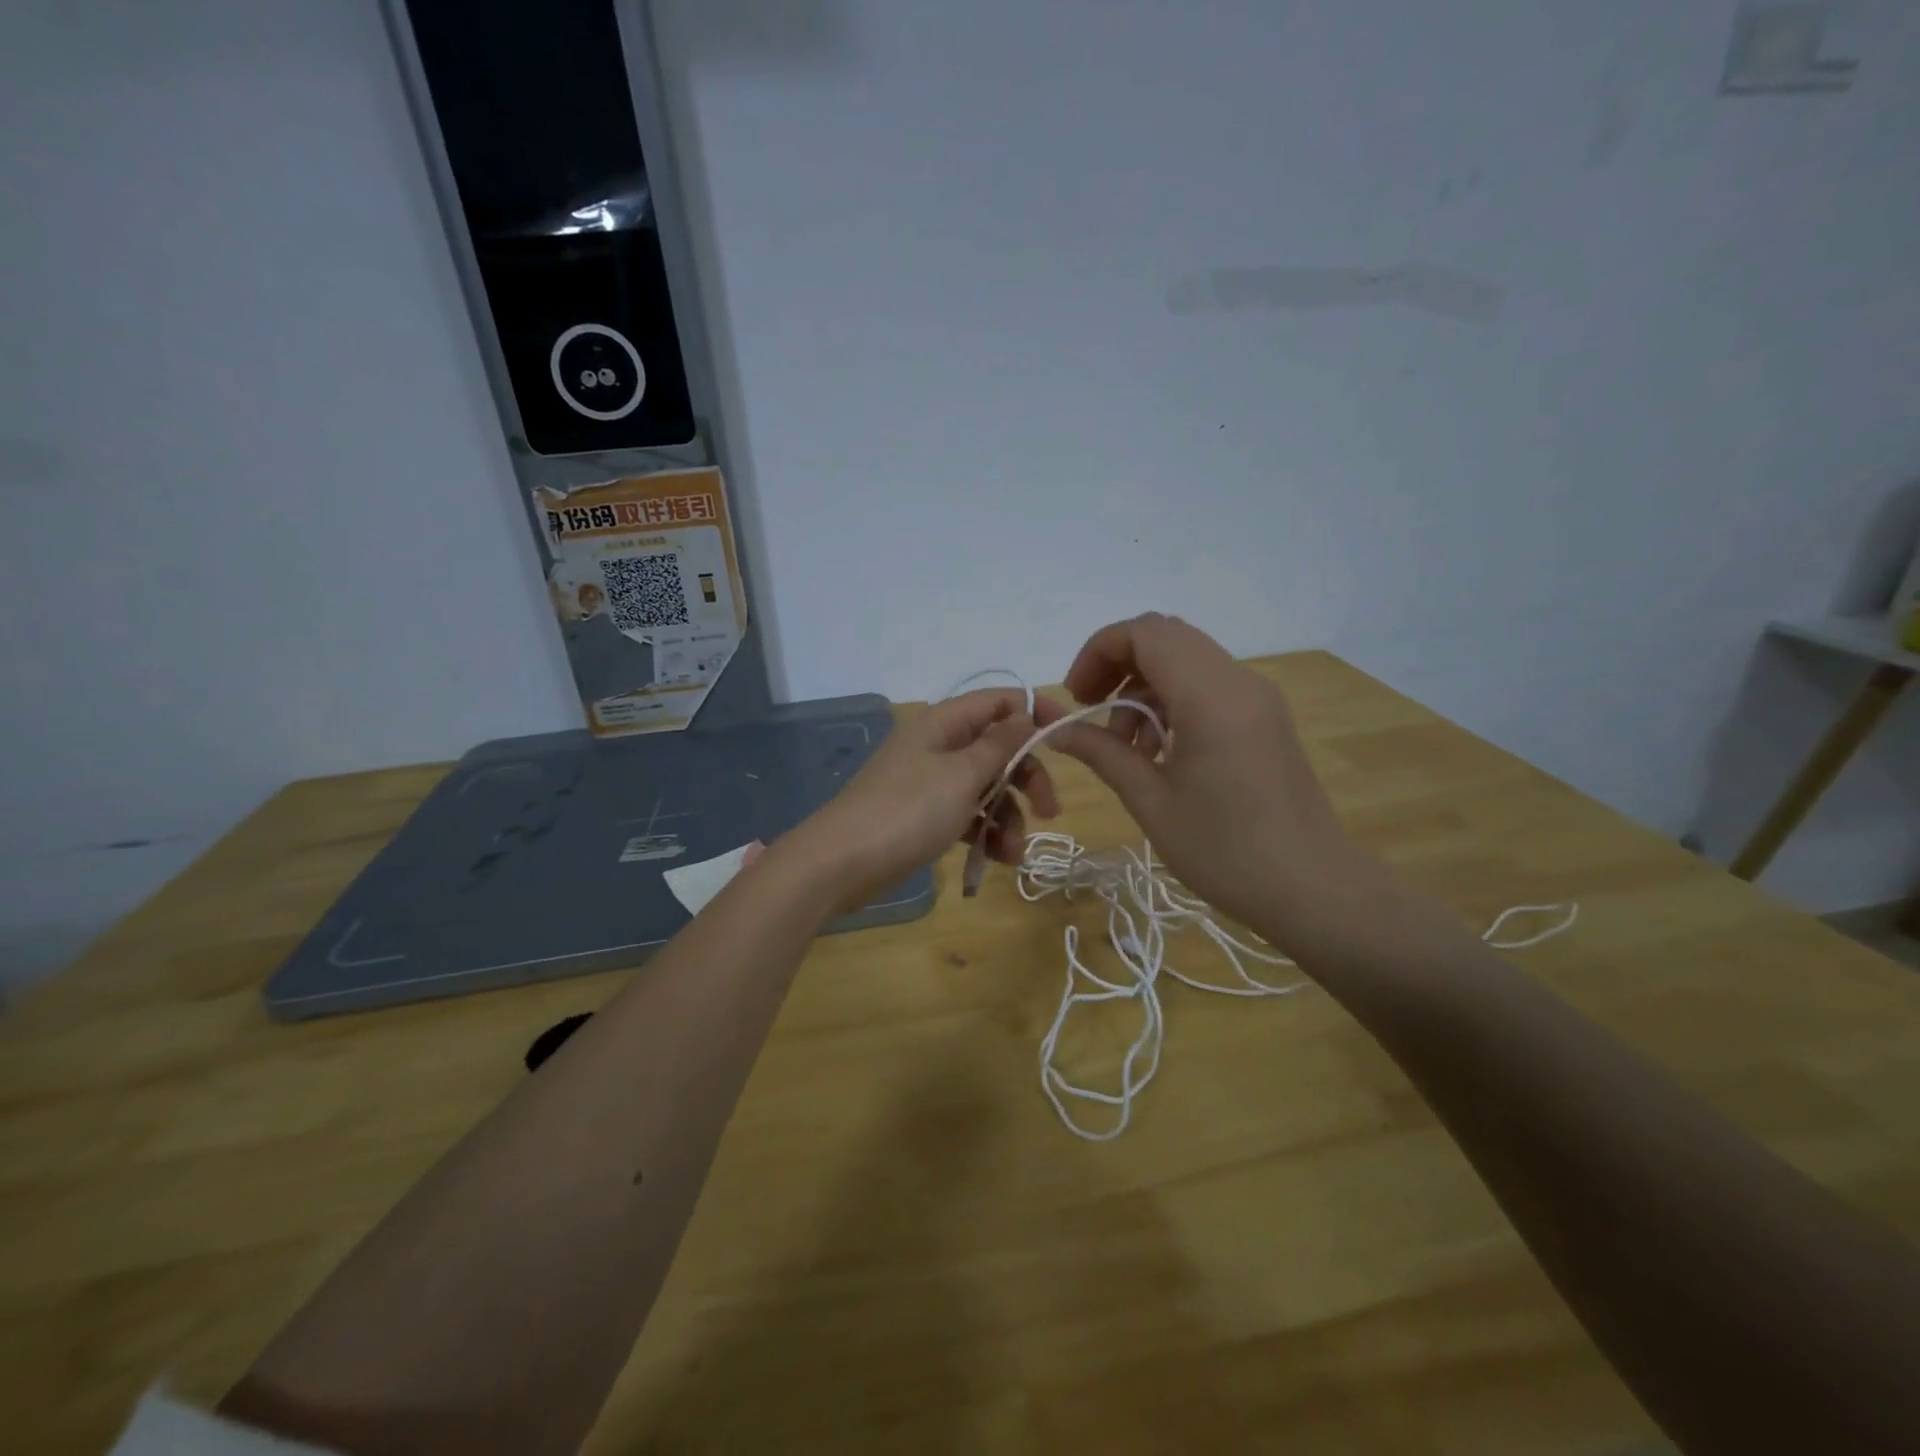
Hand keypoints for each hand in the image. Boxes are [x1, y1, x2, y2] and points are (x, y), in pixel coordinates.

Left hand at [792, 688, 1064, 909]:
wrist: (840, 864)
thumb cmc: (907, 811)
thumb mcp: (962, 775)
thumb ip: (1000, 744)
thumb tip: (1027, 714)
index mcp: (945, 723)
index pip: (1000, 701)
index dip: (1036, 713)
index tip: (1067, 739)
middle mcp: (939, 745)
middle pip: (998, 749)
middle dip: (1026, 779)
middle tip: (1049, 811)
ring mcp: (930, 781)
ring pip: (986, 787)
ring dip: (1008, 817)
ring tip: (1014, 854)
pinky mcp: (924, 815)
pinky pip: (966, 815)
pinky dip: (984, 833)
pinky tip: (996, 860)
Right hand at [1048, 613, 1379, 950]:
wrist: (1313, 889)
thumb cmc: (1226, 852)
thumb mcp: (1151, 803)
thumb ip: (1102, 754)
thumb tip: (1055, 730)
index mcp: (1210, 698)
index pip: (1145, 633)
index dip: (1099, 651)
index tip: (1076, 697)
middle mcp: (1239, 682)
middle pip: (1166, 638)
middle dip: (1118, 665)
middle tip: (1090, 711)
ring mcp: (1258, 697)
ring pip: (1186, 660)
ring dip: (1144, 688)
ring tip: (1126, 747)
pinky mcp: (1265, 716)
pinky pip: (1208, 684)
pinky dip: (1172, 701)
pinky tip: (1159, 751)